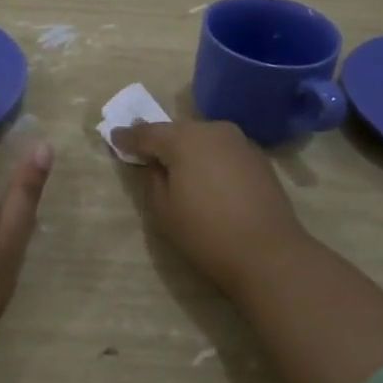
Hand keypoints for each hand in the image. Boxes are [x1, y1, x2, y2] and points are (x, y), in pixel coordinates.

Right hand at [112, 119, 310, 293]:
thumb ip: (154, 178)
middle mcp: (213, 130)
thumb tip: (158, 163)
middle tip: (145, 152)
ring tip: (177, 167)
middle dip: (160, 140)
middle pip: (177, 131)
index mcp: (184, 139)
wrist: (268, 252)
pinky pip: (223, 150)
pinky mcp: (258, 157)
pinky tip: (207, 178)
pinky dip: (210, 158)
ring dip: (188, 148)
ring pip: (203, 138)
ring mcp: (240, 141)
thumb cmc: (207, 233)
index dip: (128, 137)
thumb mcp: (164, 210)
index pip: (147, 133)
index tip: (114, 138)